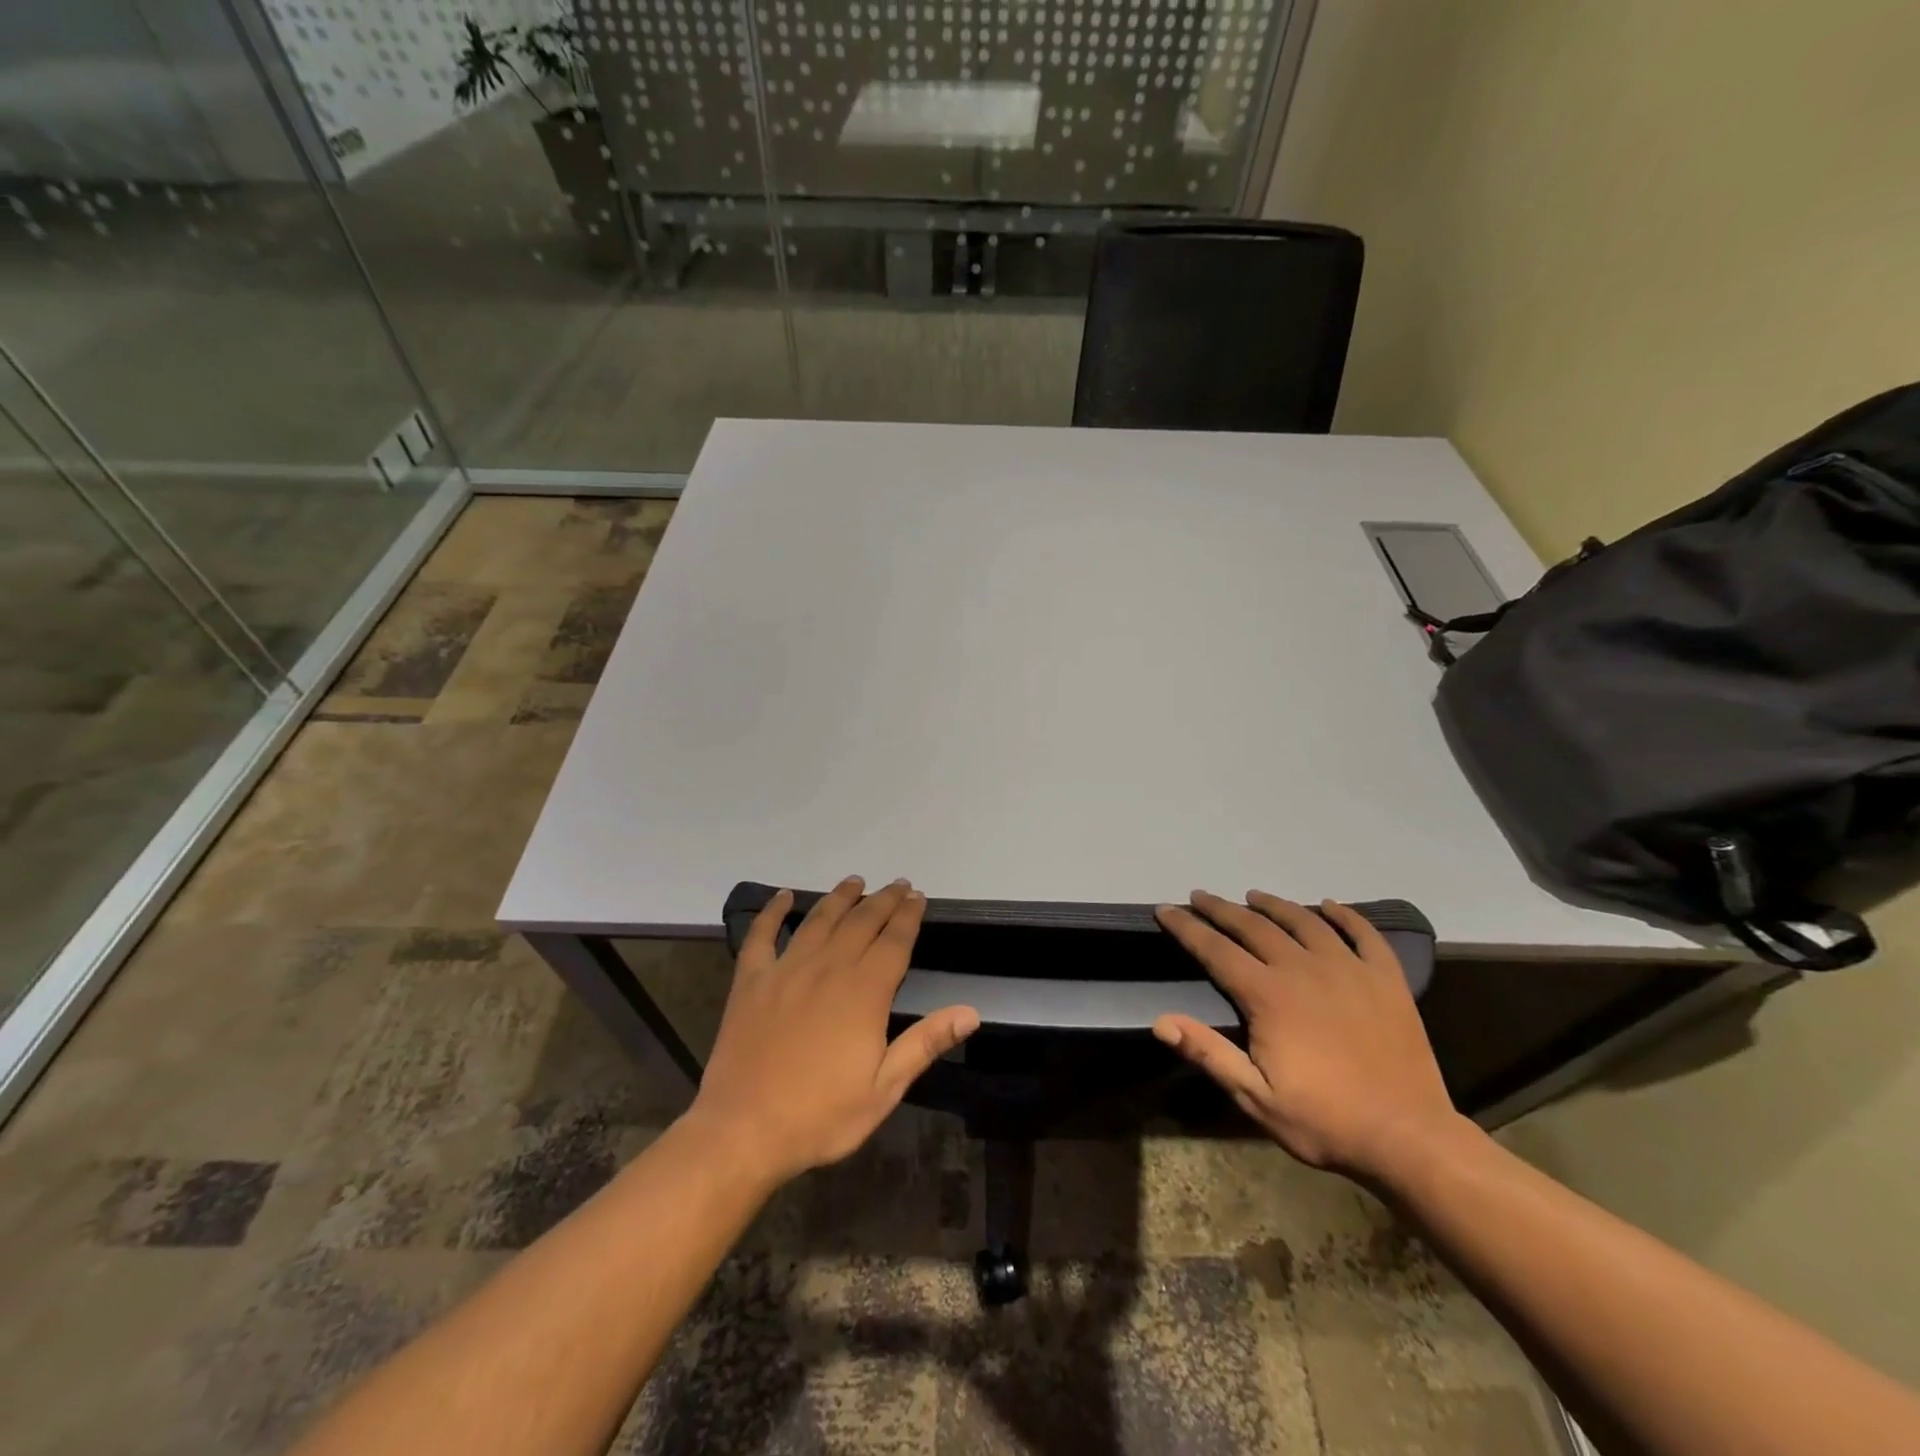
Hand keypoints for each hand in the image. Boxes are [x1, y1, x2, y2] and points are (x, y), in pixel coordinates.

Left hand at [688, 876, 980, 1185]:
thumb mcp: (884, 1089)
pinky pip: (762, 935)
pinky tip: (782, 896)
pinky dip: (772, 912)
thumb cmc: (820, 1115)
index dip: (908, 916)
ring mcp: (786, 970)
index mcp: (864, 992)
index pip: (894, 941)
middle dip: (883, 900)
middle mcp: (828, 968)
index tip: (918, 897)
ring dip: (840, 897)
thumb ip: (925, 1043)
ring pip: (819, 920)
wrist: (743, 1131)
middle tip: (898, 885)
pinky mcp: (751, 981)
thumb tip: (970, 1012)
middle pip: (861, 922)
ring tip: (855, 881)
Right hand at [1154, 891, 1460, 1179]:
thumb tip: (1160, 1022)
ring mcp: (1349, 969)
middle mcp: (1304, 969)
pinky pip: (1364, 934)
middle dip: (1221, 909)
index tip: (1165, 909)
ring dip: (1274, 905)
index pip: (1215, 950)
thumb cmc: (1324, 1120)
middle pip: (1253, 926)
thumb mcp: (1255, 1097)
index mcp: (1268, 995)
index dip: (1186, 927)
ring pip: (1304, 921)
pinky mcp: (1386, 980)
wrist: (1409, 1139)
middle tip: (1200, 896)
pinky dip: (1345, 915)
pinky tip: (1329, 905)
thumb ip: (1208, 1053)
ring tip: (1254, 896)